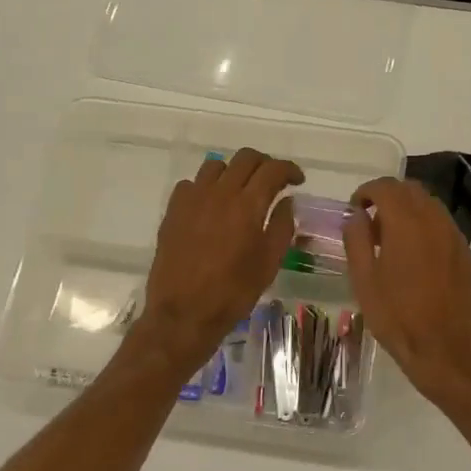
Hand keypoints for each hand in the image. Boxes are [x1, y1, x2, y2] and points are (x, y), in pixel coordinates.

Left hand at [138, 148, 303, 374]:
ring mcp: (192, 199)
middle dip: (264, 164)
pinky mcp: (173, 210)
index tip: (297, 181)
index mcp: (248, 205)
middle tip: (272, 181)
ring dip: (233, 172)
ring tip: (240, 190)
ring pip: (216, 165)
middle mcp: (220, 192)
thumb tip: (287, 201)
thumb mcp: (269, 263)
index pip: (272, 170)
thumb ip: (282, 226)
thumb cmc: (233, 292)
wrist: (184, 313)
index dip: (289, 170)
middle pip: (245, 158)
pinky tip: (210, 206)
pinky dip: (206, 187)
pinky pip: (191, 184)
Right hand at [342, 178, 470, 402]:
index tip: (356, 209)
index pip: (386, 187)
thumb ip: (356, 240)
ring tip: (393, 239)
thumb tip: (356, 215)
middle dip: (389, 197)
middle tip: (371, 221)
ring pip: (431, 206)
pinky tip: (417, 257)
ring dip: (409, 211)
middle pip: (412, 190)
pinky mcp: (468, 255)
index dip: (367, 191)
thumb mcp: (364, 280)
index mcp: (406, 224)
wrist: (444, 351)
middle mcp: (435, 222)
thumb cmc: (396, 317)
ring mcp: (456, 238)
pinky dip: (427, 229)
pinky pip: (445, 228)